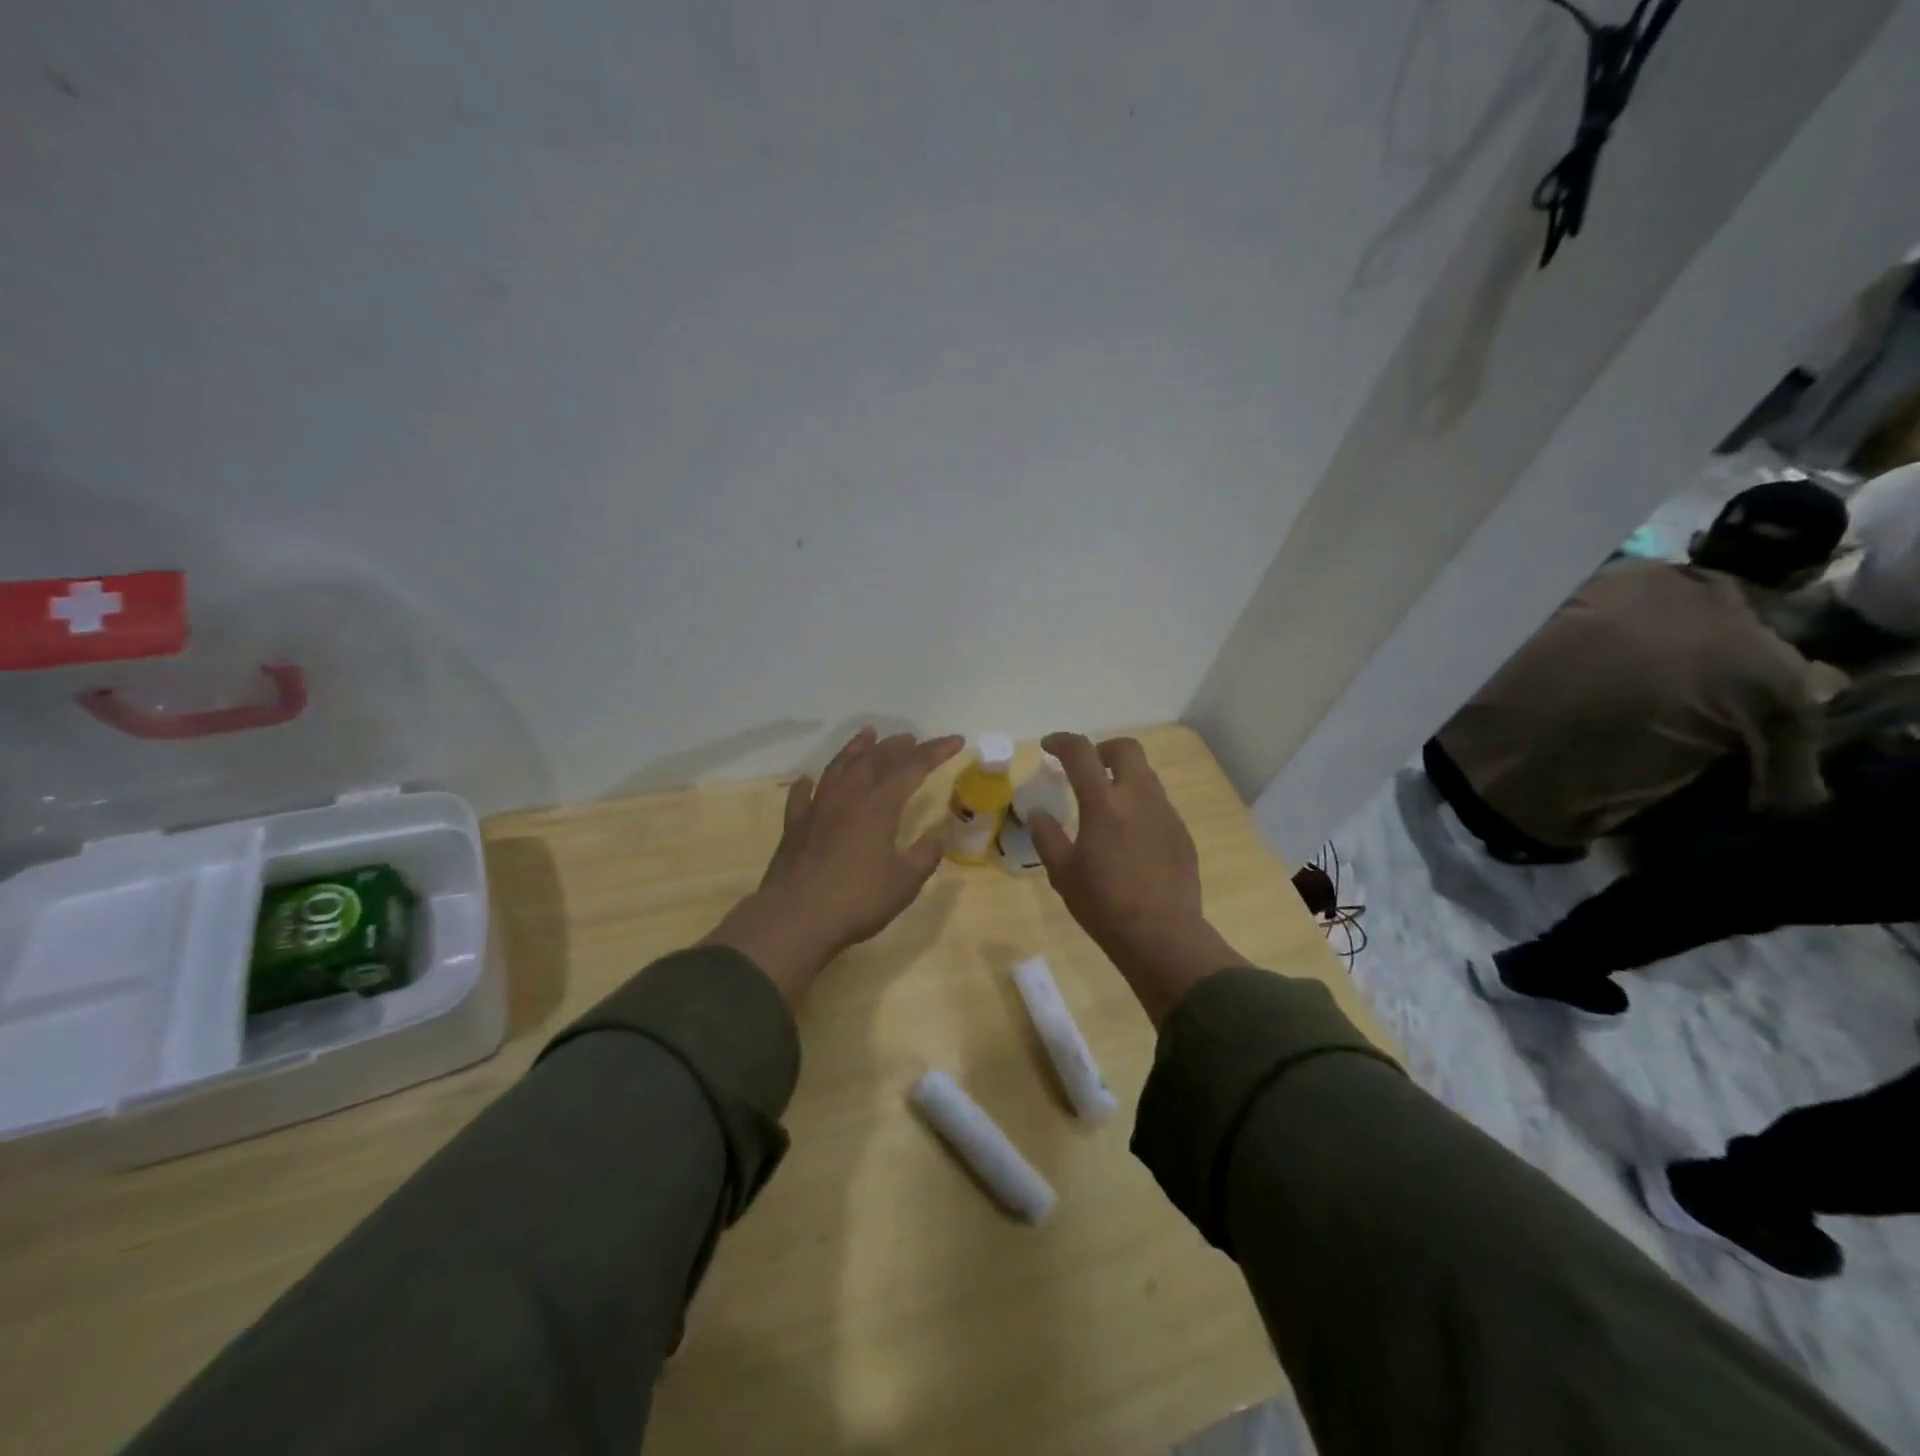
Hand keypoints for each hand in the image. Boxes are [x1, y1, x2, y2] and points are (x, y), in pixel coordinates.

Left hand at [705, 728, 964, 1002]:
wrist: (796, 918)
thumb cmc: (857, 900)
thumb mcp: (904, 883)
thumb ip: (924, 856)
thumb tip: (938, 837)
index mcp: (879, 805)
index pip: (913, 767)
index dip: (936, 751)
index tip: (955, 740)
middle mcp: (848, 796)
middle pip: (875, 759)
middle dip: (897, 746)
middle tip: (911, 738)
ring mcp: (817, 807)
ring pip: (839, 766)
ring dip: (856, 748)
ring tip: (868, 734)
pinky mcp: (794, 825)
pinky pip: (802, 795)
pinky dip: (808, 784)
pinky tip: (809, 780)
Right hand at [1030, 733, 1247, 1025]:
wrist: (1162, 936)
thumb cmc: (1104, 905)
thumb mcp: (1063, 873)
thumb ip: (1047, 836)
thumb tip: (1037, 811)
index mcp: (1103, 803)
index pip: (1081, 752)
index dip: (1062, 742)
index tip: (1049, 747)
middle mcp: (1139, 797)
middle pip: (1126, 749)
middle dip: (1103, 750)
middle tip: (1086, 770)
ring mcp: (1166, 813)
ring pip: (1145, 776)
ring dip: (1123, 778)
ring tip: (1106, 806)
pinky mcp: (1182, 833)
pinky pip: (1158, 804)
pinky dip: (1139, 804)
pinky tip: (1129, 837)